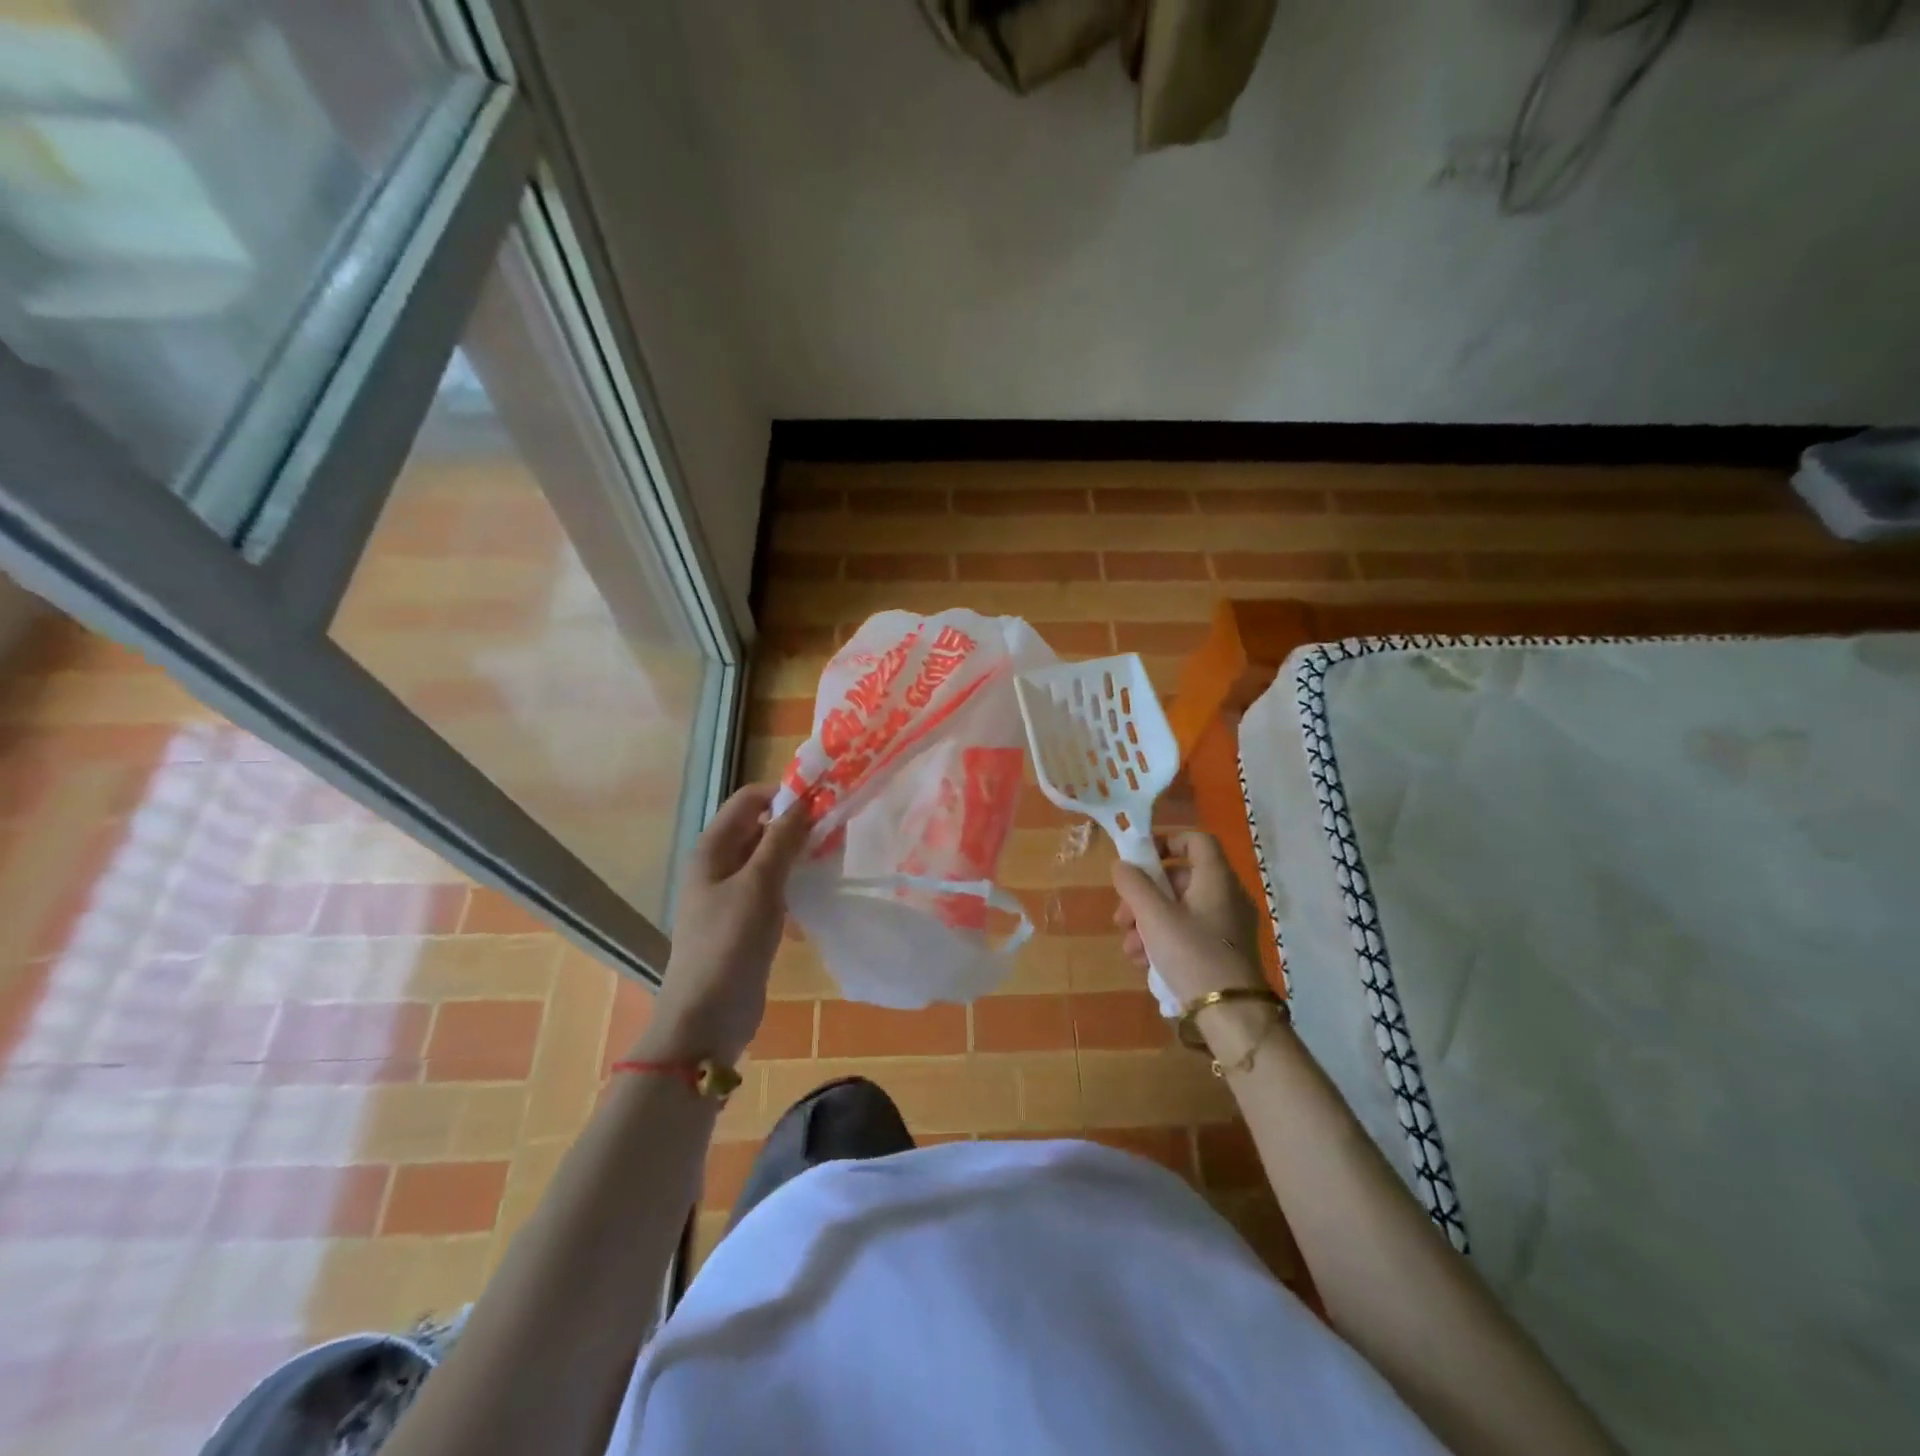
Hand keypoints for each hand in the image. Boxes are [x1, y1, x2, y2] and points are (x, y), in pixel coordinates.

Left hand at [638, 783, 809, 1063]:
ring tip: (834, 855)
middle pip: (759, 827)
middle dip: (795, 823)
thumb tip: (804, 799)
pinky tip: (818, 889)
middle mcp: (718, 865)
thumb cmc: (728, 944)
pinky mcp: (745, 921)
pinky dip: (794, 881)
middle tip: (837, 828)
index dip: (784, 793)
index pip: (749, 800)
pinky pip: (772, 887)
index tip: (824, 800)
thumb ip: (781, 840)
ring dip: (797, 853)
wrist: (707, 1018)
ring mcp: (731, 894)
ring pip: (769, 858)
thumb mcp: (758, 886)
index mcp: (712, 849)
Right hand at [1110, 831, 1268, 1005]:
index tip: (1139, 860)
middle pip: (1180, 878)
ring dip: (1147, 922)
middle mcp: (1226, 895)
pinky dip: (1164, 939)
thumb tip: (1122, 865)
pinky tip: (1144, 962)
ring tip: (1129, 948)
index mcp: (1216, 878)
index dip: (1167, 841)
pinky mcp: (1223, 950)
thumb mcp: (1154, 916)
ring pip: (1179, 909)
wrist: (1231, 1015)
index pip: (1196, 840)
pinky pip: (1189, 932)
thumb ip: (1134, 885)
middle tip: (1121, 917)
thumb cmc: (1192, 953)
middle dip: (1144, 895)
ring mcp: (1227, 925)